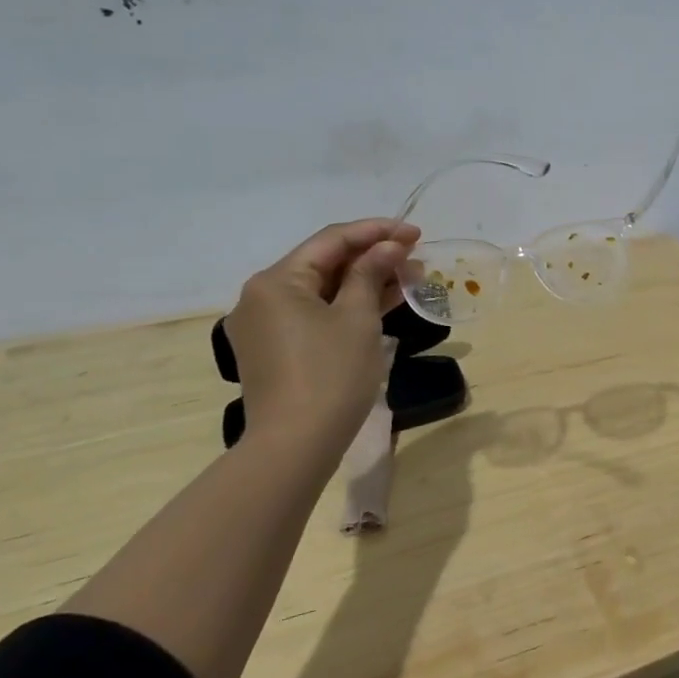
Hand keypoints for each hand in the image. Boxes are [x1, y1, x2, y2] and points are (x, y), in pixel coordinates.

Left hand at [225, 218, 419, 461]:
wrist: (295, 445)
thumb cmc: (330, 374)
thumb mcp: (358, 318)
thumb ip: (371, 274)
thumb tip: (389, 247)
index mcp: (276, 281)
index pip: (332, 240)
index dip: (377, 232)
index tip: (416, 233)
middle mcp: (262, 296)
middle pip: (324, 263)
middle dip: (373, 257)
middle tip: (416, 256)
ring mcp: (266, 325)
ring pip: (323, 290)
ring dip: (365, 281)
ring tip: (409, 277)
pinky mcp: (276, 349)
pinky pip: (316, 314)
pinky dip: (348, 306)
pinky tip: (384, 302)